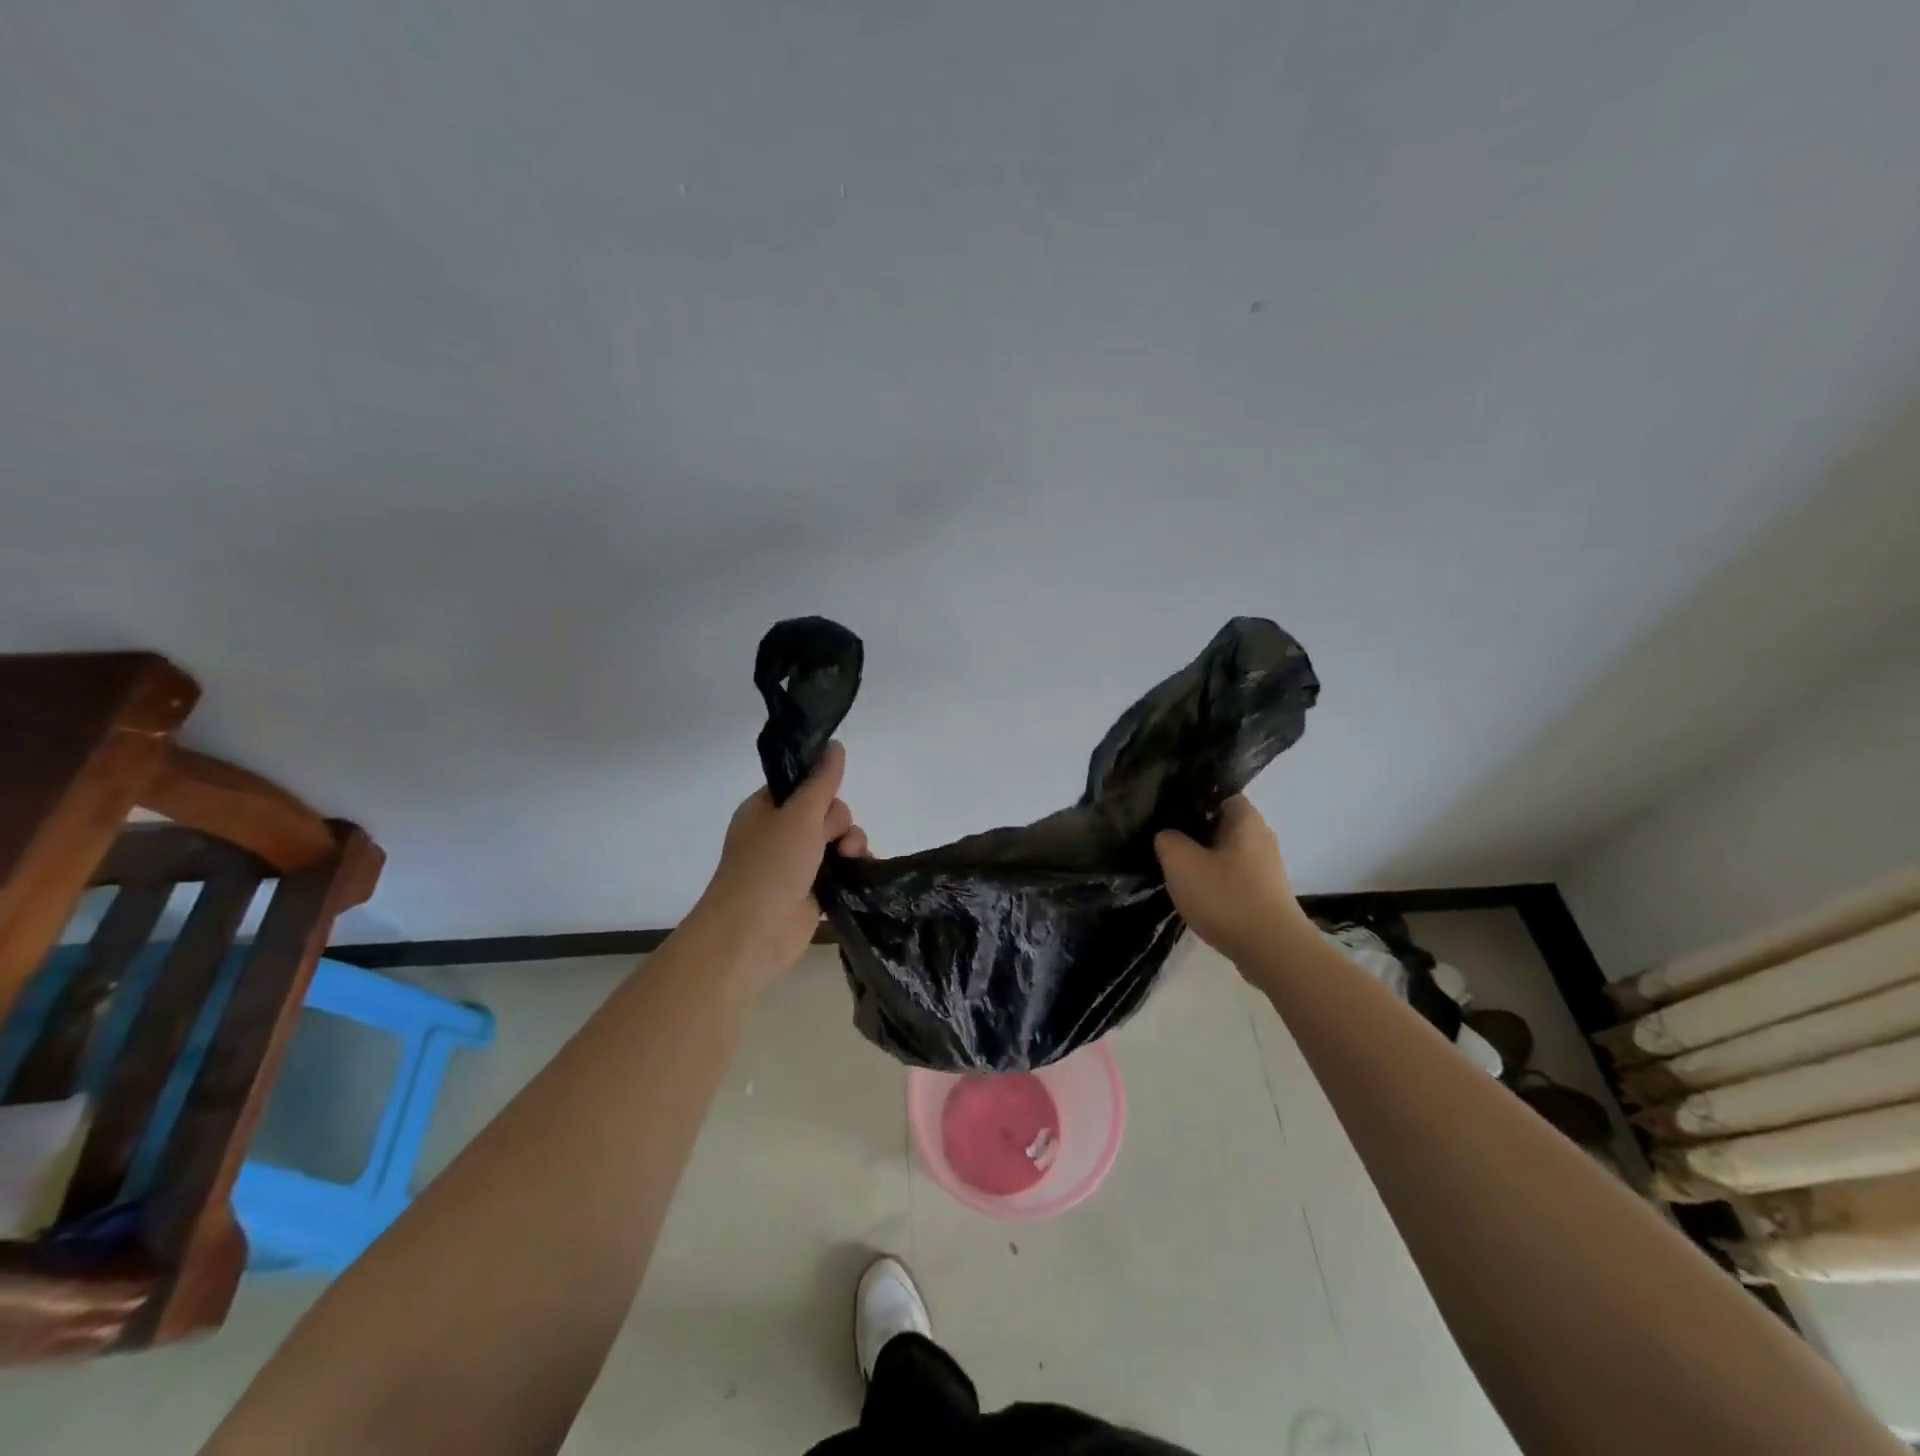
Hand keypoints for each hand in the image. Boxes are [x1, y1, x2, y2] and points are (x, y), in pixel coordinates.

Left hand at [688, 741, 868, 984]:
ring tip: (849, 859)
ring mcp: (797, 864)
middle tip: (831, 839)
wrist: (753, 934)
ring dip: (851, 845)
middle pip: (827, 812)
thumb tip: (836, 744)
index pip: (803, 785)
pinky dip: (854, 869)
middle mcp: (780, 833)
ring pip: (839, 840)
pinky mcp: (813, 891)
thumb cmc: (769, 866)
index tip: (829, 800)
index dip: (821, 790)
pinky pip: (842, 869)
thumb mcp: (798, 815)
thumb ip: (822, 781)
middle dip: (839, 823)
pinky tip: (862, 872)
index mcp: (766, 809)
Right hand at [1154, 796, 1311, 962]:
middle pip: (1218, 824)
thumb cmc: (1226, 897)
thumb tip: (1168, 836)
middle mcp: (1261, 836)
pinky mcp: (1264, 893)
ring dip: (1201, 860)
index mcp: (1246, 818)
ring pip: (1224, 852)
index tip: (1163, 813)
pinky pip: (1232, 877)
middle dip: (1191, 832)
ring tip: (1174, 870)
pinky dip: (1213, 882)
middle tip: (1162, 841)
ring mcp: (1265, 867)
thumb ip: (1167, 840)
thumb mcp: (1181, 862)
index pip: (1215, 793)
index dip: (1188, 799)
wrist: (1272, 951)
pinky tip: (1195, 895)